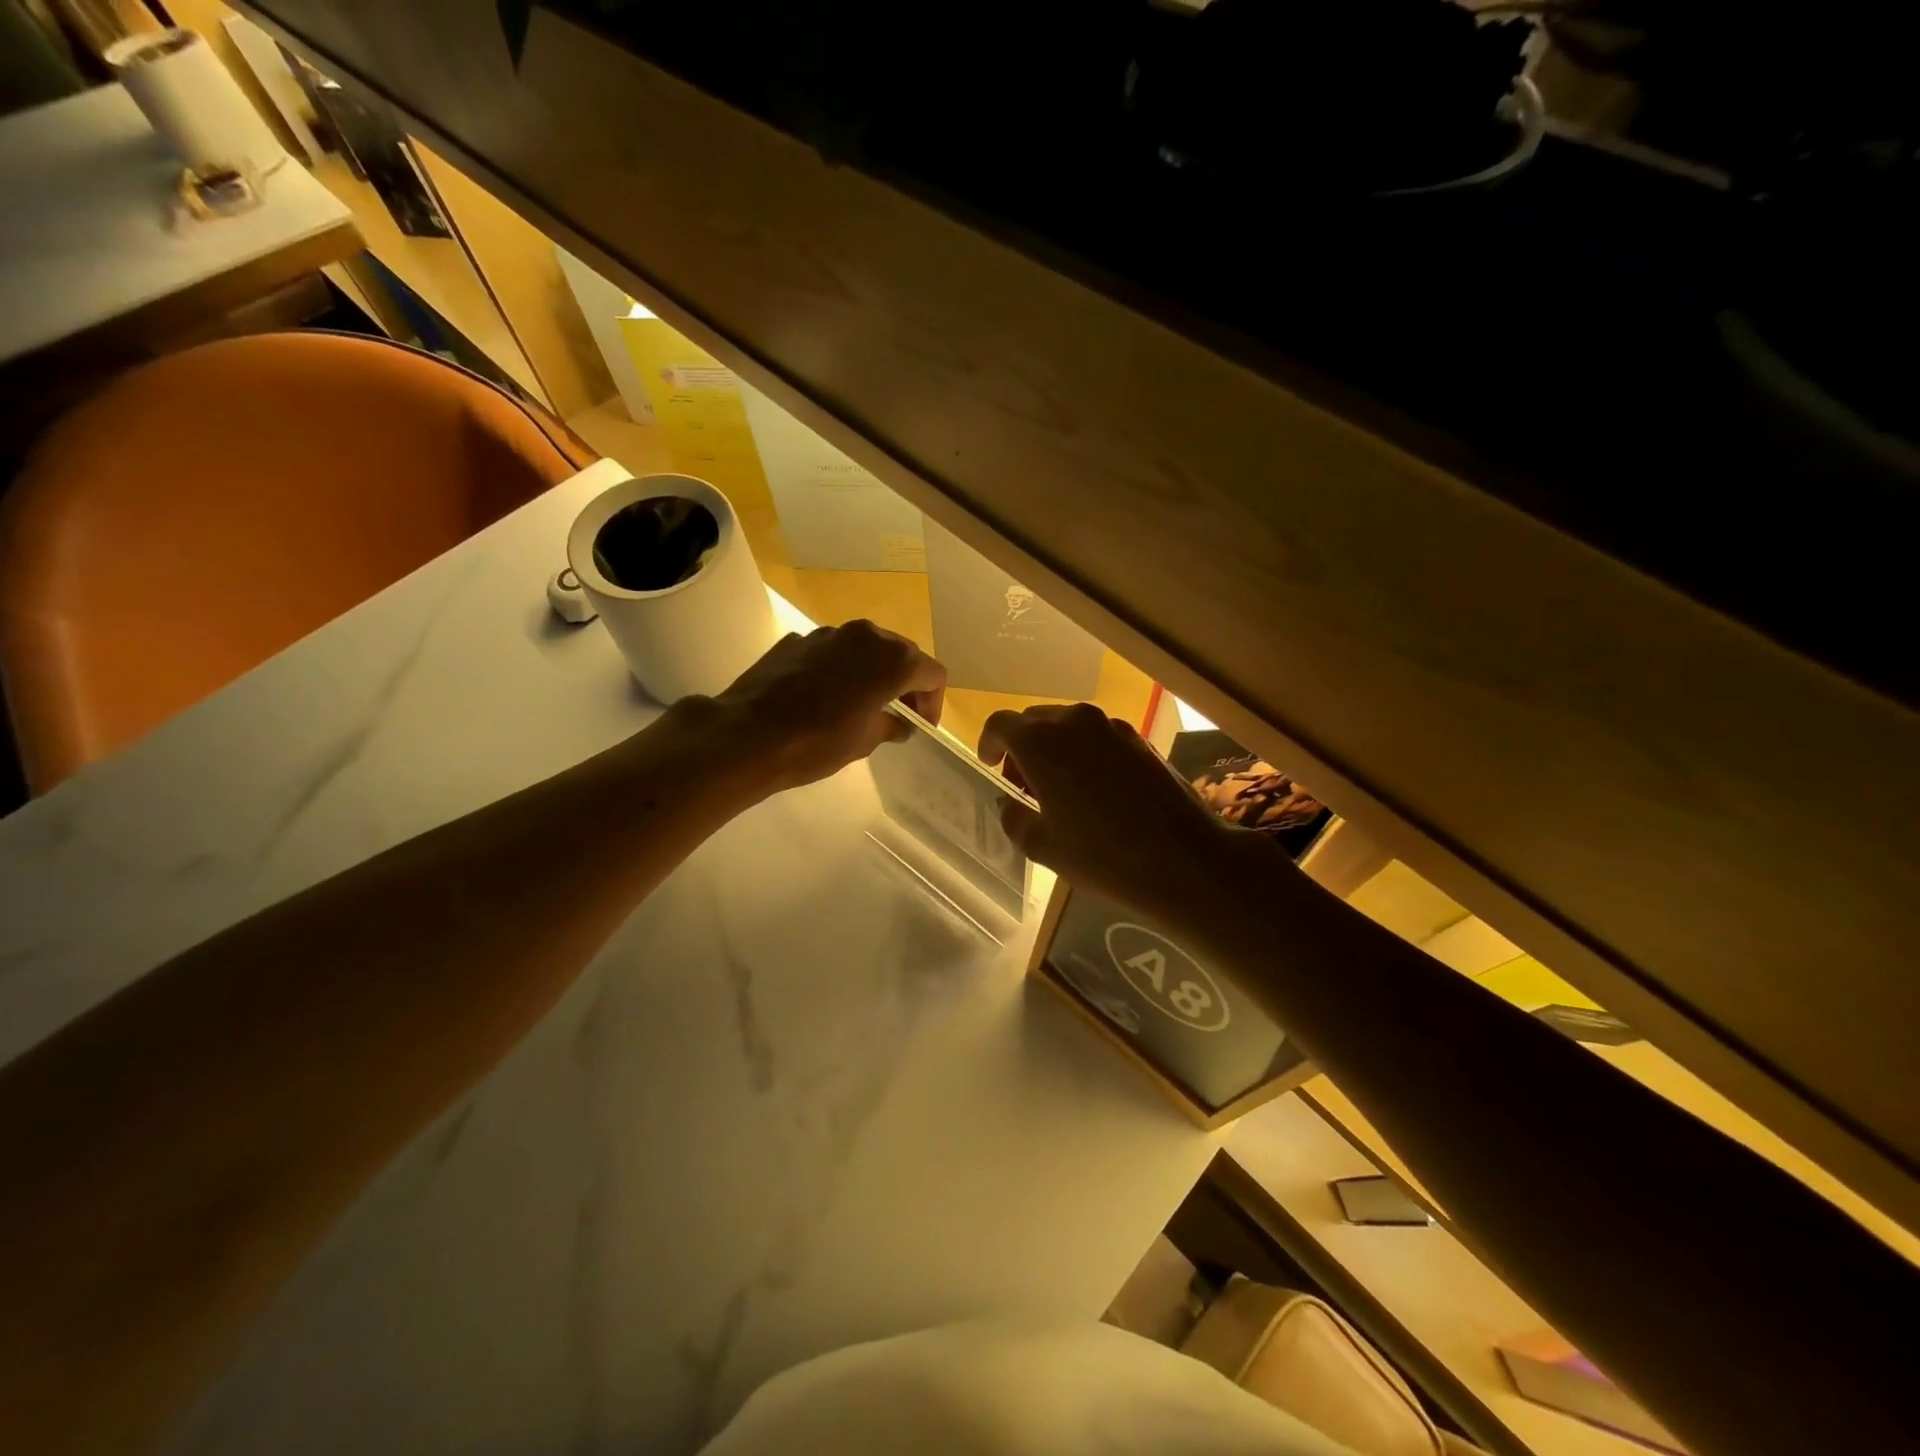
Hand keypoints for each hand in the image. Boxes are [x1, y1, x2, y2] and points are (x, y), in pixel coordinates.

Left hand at [704, 620, 946, 790]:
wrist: (748, 735)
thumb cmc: (817, 742)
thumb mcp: (864, 741)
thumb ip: (891, 725)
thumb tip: (899, 722)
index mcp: (892, 659)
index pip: (932, 673)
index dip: (932, 701)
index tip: (921, 725)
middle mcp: (866, 635)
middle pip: (902, 653)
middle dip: (906, 683)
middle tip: (899, 715)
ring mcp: (830, 633)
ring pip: (866, 648)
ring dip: (873, 673)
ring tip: (863, 704)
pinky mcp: (799, 639)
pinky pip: (834, 651)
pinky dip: (841, 669)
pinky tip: (826, 697)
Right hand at [979, 704, 1247, 919]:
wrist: (1185, 859)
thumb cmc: (1103, 856)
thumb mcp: (1044, 847)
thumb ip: (1015, 819)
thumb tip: (1009, 805)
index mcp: (1041, 743)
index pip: (1001, 724)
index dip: (989, 743)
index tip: (990, 766)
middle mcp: (1075, 721)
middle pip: (1035, 720)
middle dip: (1022, 747)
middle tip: (1024, 784)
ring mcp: (1112, 727)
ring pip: (1069, 725)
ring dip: (1055, 747)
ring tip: (1059, 787)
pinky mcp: (1140, 739)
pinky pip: (1098, 735)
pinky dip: (1085, 752)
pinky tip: (1095, 789)